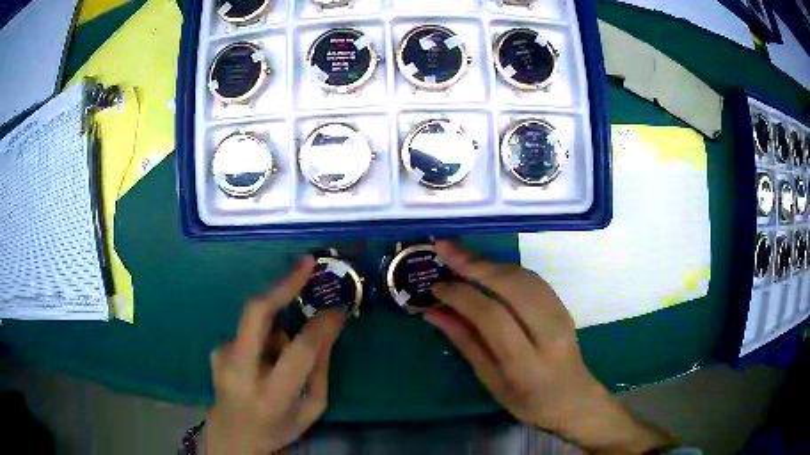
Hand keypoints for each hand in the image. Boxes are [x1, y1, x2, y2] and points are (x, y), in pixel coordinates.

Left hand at [205, 256, 346, 454]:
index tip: (338, 309)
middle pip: (256, 314)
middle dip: (283, 284)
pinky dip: (262, 340)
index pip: (300, 349)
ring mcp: (222, 357)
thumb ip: (319, 369)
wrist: (232, 435)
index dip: (321, 325)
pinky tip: (259, 363)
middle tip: (306, 264)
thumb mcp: (311, 409)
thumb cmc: (278, 427)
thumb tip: (328, 327)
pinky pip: (248, 333)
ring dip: (276, 331)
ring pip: (257, 323)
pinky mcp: (216, 350)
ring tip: (277, 359)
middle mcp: (241, 370)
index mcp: (272, 394)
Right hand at [425, 241, 673, 453]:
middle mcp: (548, 332)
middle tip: (443, 247)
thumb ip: (465, 342)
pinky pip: (531, 278)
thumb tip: (433, 311)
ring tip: (458, 253)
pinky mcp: (563, 304)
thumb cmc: (528, 400)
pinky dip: (504, 268)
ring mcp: (560, 314)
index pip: (492, 317)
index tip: (436, 286)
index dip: (461, 296)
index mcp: (526, 363)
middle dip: (474, 263)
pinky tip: (486, 266)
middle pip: (511, 286)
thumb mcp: (491, 381)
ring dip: (488, 261)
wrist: (574, 397)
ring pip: (523, 276)